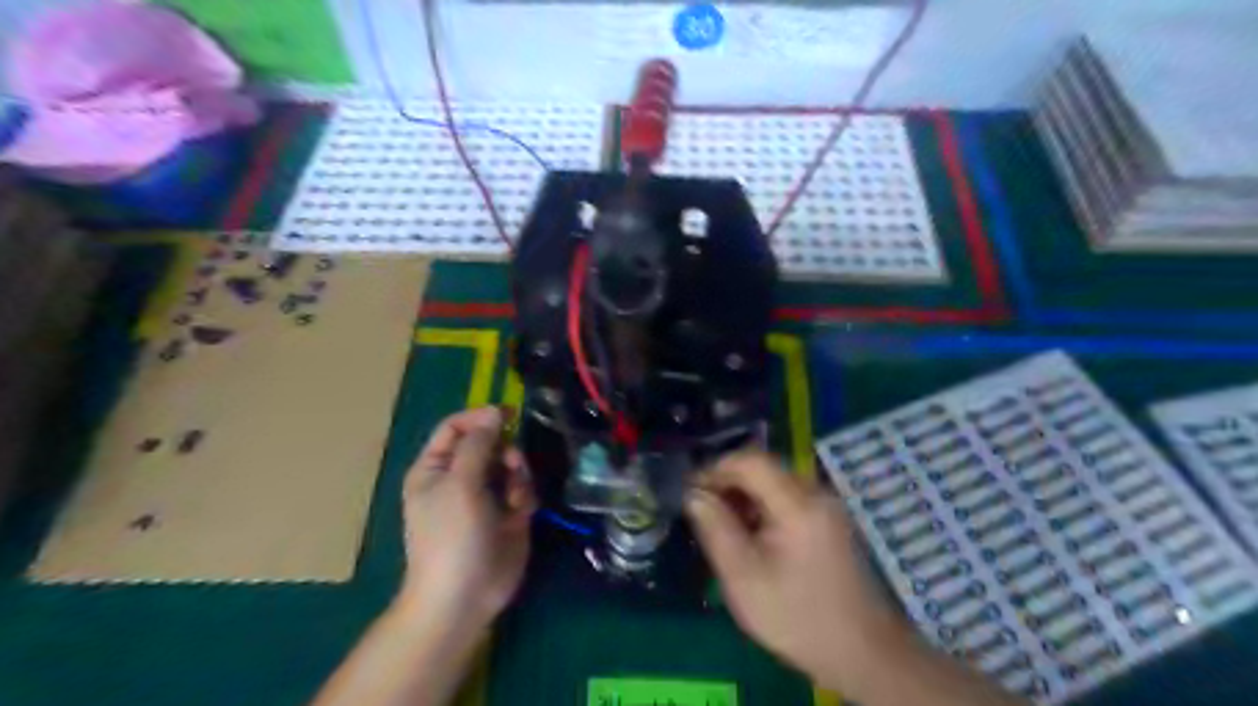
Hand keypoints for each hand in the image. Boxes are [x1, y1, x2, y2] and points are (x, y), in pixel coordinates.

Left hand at [396, 407, 533, 630]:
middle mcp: (460, 477)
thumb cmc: (451, 536)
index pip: (456, 427)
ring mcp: (486, 495)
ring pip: (511, 464)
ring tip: (514, 498)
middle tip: (511, 465)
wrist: (464, 595)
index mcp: (436, 467)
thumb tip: (493, 412)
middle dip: (505, 451)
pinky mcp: (509, 512)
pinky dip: (524, 496)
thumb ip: (478, 444)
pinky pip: (523, 487)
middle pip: (490, 443)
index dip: (480, 417)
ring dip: (518, 475)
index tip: (508, 414)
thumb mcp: (460, 484)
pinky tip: (520, 513)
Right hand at [685, 451, 910, 693]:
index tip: (689, 491)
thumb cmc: (796, 617)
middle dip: (727, 482)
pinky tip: (749, 534)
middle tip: (701, 509)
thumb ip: (715, 529)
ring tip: (720, 523)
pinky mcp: (828, 519)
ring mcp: (826, 505)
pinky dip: (761, 506)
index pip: (750, 460)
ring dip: (743, 495)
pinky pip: (787, 497)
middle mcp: (815, 493)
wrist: (862, 653)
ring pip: (774, 481)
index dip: (715, 468)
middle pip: (763, 467)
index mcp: (797, 504)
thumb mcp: (743, 578)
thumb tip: (693, 494)